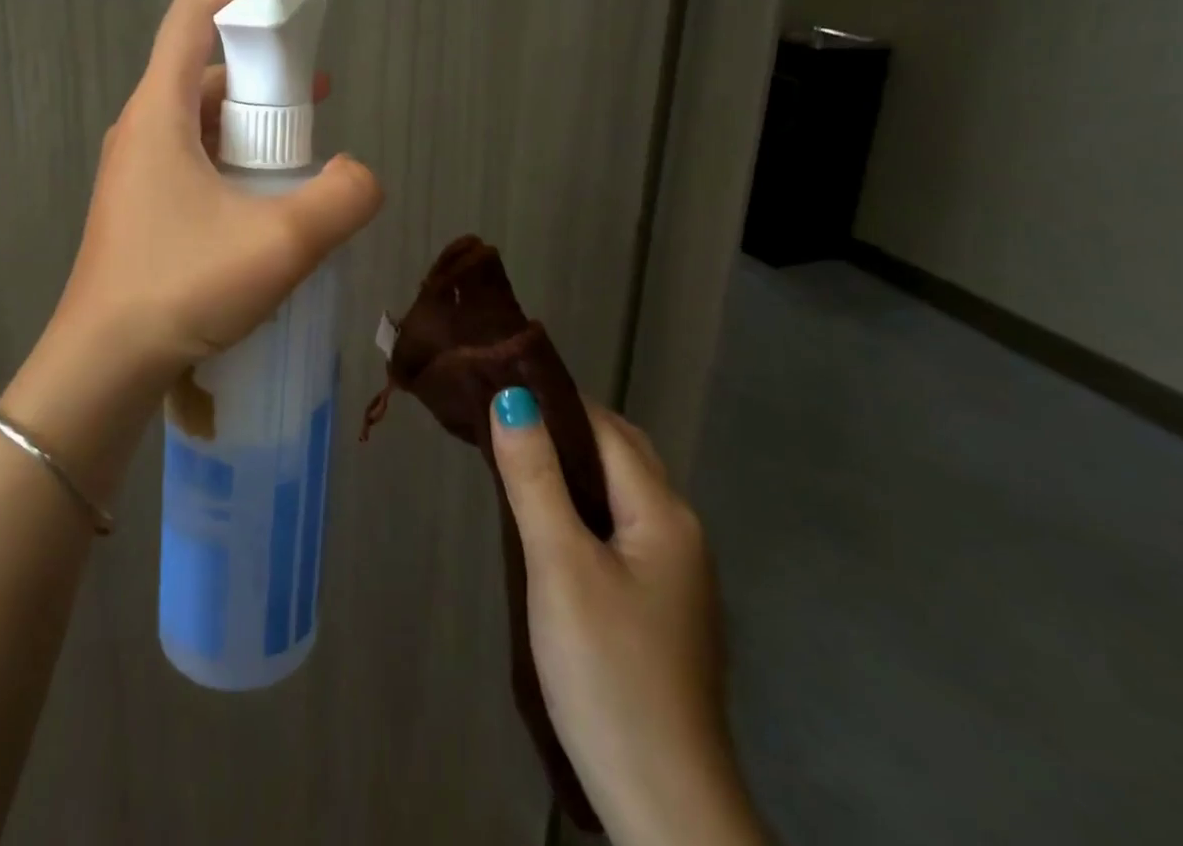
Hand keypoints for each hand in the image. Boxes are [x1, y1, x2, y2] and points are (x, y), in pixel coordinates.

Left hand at [48, 0, 383, 389]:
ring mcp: (138, 170)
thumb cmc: (181, 288)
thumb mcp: (280, 242)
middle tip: (316, 92)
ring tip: (305, 148)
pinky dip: (237, 158)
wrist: (102, 367)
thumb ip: (342, 198)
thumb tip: (363, 176)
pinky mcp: (143, 207)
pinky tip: (268, 198)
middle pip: (204, 67)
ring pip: (202, 118)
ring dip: (254, 119)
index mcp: (159, 110)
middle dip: (265, 67)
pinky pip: (196, 158)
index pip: (193, 12)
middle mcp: (142, 128)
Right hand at [490, 394, 765, 845]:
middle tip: (503, 418)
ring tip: (516, 459)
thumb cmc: (609, 670)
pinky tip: (550, 523)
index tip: (502, 380)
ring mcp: (676, 573)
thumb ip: (535, 478)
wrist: (665, 803)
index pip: (606, 428)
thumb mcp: (561, 566)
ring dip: (573, 466)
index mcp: (664, 513)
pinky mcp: (661, 606)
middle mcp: (680, 532)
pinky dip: (584, 505)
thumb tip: (510, 396)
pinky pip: (620, 528)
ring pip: (620, 493)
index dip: (556, 399)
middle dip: (566, 427)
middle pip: (620, 455)